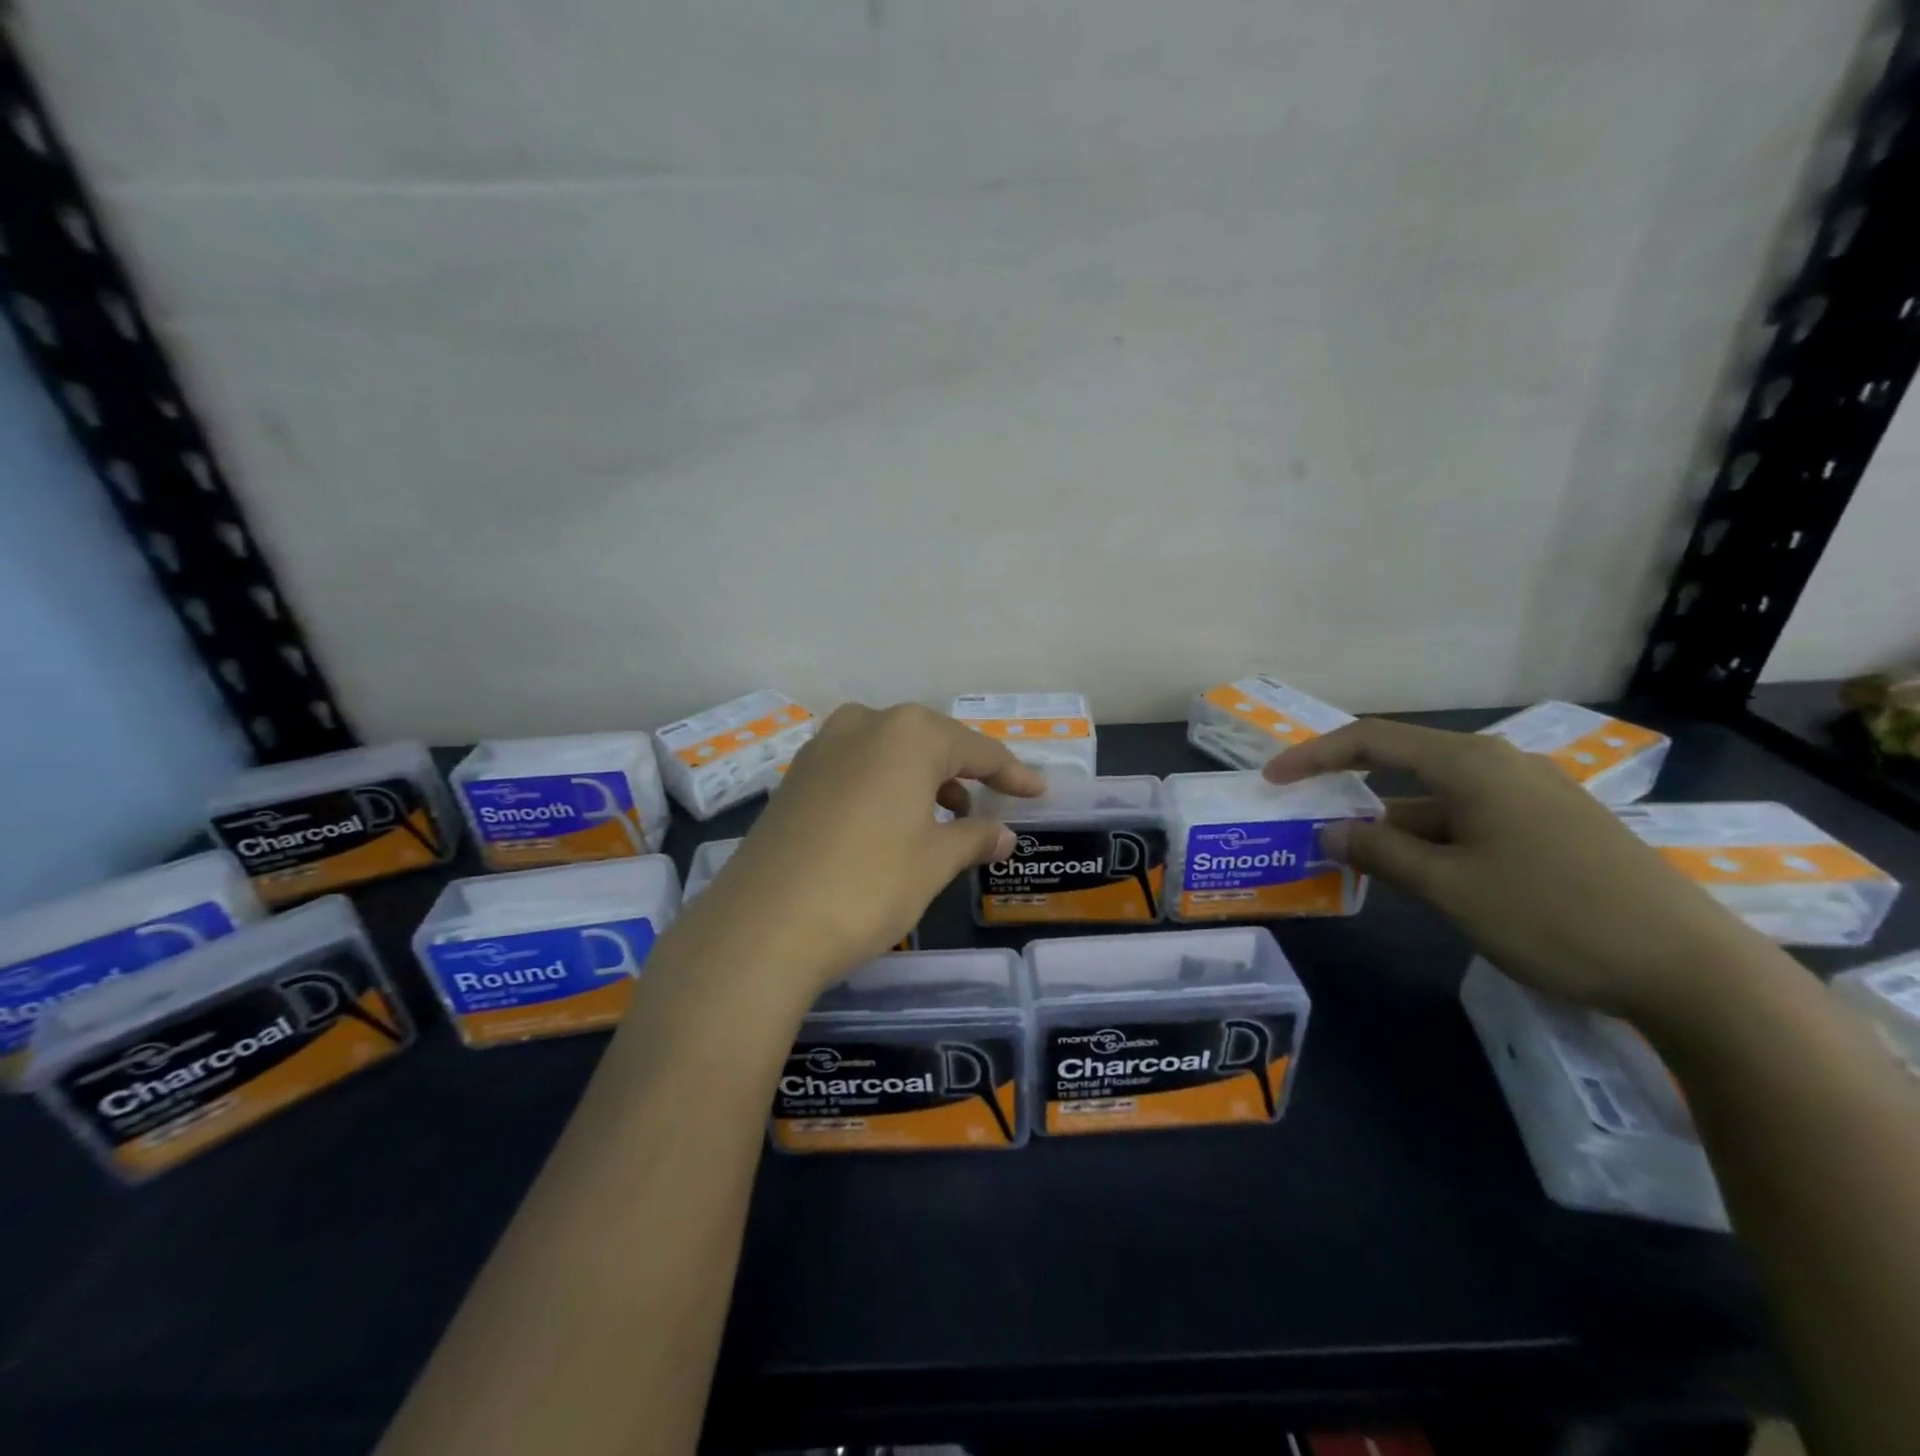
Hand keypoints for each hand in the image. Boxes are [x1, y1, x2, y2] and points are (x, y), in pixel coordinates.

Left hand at [693, 704, 1044, 992]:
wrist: (763, 925)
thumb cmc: (868, 885)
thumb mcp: (934, 862)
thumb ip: (974, 838)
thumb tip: (1003, 834)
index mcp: (909, 733)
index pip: (976, 749)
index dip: (1012, 773)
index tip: (1038, 792)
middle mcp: (864, 723)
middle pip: (930, 743)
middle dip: (963, 772)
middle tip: (990, 803)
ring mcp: (822, 747)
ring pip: (890, 754)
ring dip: (923, 780)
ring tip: (945, 818)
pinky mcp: (795, 776)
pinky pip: (857, 769)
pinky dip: (885, 788)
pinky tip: (893, 823)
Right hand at [1264, 717, 1763, 1021]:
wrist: (1692, 970)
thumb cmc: (1552, 915)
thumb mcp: (1449, 886)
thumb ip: (1380, 852)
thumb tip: (1329, 832)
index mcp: (1472, 764)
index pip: (1372, 741)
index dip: (1314, 756)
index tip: (1274, 780)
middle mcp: (1501, 766)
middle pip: (1404, 767)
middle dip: (1351, 794)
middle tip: (1308, 823)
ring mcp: (1533, 798)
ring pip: (1438, 802)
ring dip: (1392, 827)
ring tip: (1356, 862)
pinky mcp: (1554, 830)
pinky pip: (1471, 822)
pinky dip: (1432, 841)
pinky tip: (1420, 876)